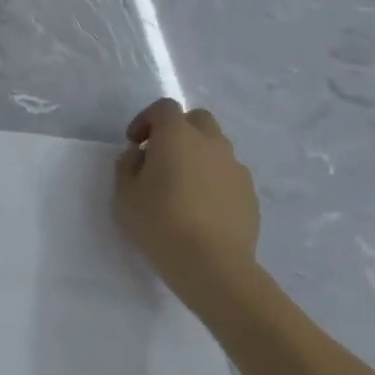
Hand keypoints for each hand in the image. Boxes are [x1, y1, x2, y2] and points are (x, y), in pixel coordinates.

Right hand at [114, 100, 259, 293]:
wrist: (213, 266)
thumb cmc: (160, 223)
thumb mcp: (125, 193)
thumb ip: (128, 165)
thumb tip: (141, 155)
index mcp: (177, 135)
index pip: (164, 108)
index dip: (146, 120)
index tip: (135, 143)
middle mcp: (210, 142)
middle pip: (197, 120)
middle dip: (178, 131)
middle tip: (161, 157)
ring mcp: (235, 168)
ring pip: (216, 147)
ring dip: (198, 155)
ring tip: (183, 186)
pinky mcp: (250, 194)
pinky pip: (228, 174)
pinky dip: (214, 180)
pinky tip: (202, 208)